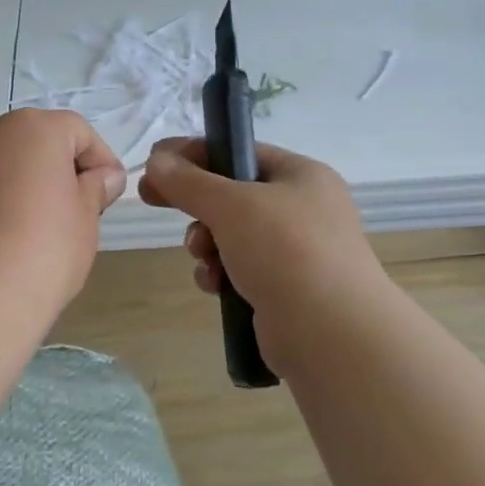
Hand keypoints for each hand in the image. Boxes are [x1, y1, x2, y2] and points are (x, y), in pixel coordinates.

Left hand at [0, 109, 125, 317]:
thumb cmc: (42, 253)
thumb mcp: (85, 221)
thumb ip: (95, 189)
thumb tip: (101, 176)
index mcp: (33, 128)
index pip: (77, 132)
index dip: (99, 162)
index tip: (106, 197)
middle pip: (30, 142)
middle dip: (51, 170)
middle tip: (66, 214)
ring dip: (10, 185)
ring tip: (20, 232)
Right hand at [138, 137, 385, 348]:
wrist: (332, 334)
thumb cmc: (285, 251)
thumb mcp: (231, 205)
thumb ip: (188, 181)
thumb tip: (156, 160)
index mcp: (301, 175)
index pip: (240, 151)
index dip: (195, 154)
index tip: (155, 162)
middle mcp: (303, 208)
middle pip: (232, 194)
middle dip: (196, 203)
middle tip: (152, 200)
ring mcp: (297, 252)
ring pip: (231, 235)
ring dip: (205, 242)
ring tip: (201, 254)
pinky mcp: (285, 289)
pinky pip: (240, 269)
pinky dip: (221, 274)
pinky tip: (215, 285)